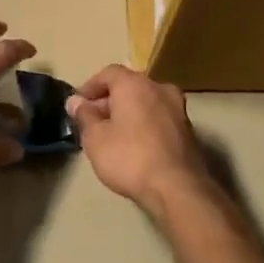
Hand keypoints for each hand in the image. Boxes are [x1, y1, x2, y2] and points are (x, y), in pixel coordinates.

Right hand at [67, 65, 207, 216]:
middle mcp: (159, 88)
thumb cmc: (129, 158)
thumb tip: (75, 101)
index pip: (108, 73)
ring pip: (146, 102)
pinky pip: (159, 118)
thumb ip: (84, 116)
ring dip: (128, 112)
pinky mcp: (188, 130)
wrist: (178, 189)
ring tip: (112, 135)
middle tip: (92, 121)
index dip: (90, 87)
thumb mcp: (95, 138)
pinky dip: (144, 124)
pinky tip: (134, 145)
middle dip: (109, 100)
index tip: (78, 105)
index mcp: (134, 84)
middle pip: (128, 86)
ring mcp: (178, 109)